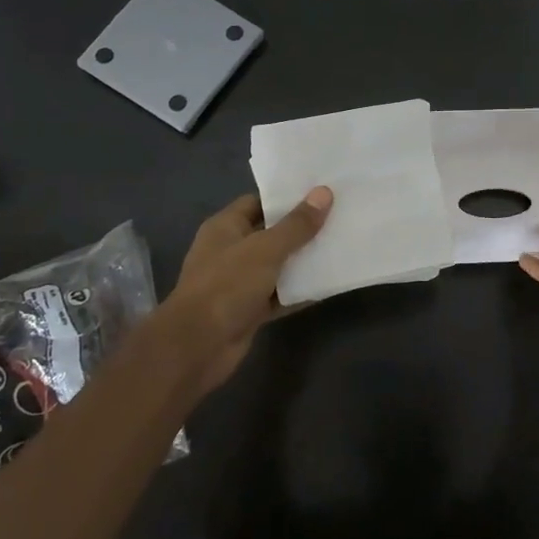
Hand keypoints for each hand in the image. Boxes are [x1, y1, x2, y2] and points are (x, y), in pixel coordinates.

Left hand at [155, 187, 331, 397]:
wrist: (198, 346)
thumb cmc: (227, 285)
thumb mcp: (266, 249)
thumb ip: (296, 224)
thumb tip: (324, 192)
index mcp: (225, 227)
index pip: (258, 202)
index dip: (286, 197)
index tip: (320, 192)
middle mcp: (231, 251)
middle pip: (271, 233)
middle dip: (302, 228)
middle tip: (338, 216)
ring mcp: (240, 282)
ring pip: (278, 266)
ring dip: (304, 261)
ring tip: (340, 245)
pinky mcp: (250, 310)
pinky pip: (281, 295)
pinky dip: (300, 291)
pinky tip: (329, 283)